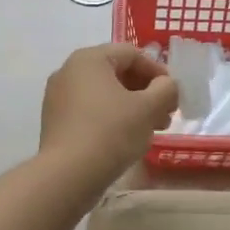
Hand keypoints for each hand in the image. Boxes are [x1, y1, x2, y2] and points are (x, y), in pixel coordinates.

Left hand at [39, 44, 178, 180]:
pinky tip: (127, 139)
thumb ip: (165, 89)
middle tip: (166, 115)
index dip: (158, 72)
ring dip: (132, 107)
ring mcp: (58, 97)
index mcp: (89, 59)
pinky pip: (90, 110)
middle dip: (146, 92)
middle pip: (117, 73)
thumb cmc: (111, 132)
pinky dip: (112, 118)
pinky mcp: (56, 121)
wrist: (67, 175)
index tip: (173, 95)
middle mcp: (69, 71)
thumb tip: (166, 85)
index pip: (132, 54)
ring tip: (152, 130)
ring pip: (104, 94)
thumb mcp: (148, 108)